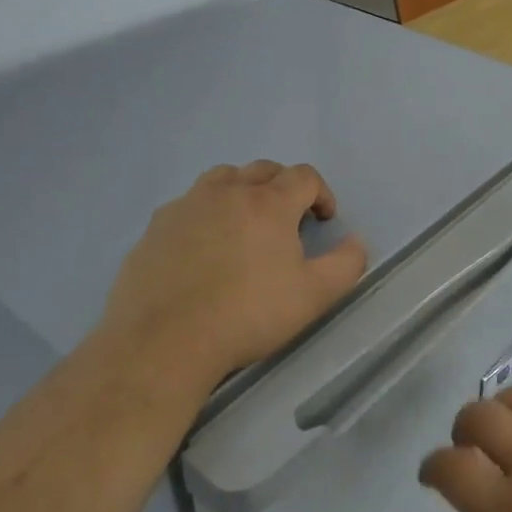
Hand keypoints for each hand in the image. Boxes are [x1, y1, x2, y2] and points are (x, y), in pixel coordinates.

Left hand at [100, 161, 367, 391]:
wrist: (164, 342)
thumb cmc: (247, 315)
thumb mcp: (314, 296)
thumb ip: (346, 264)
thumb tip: (355, 242)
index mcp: (269, 203)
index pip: (304, 176)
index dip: (321, 193)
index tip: (323, 221)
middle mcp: (228, 192)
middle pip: (263, 170)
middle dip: (283, 187)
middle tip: (287, 221)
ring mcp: (187, 206)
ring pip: (222, 178)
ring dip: (241, 190)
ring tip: (243, 223)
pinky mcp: (155, 227)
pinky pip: (188, 205)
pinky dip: (204, 213)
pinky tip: (202, 247)